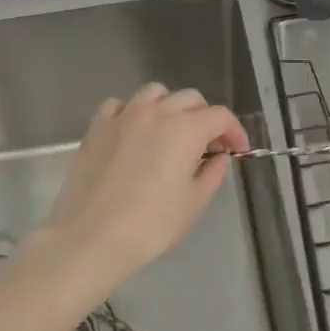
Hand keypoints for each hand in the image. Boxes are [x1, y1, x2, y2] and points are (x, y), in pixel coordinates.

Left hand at [38, 83, 249, 283]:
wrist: (91, 237)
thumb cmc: (151, 224)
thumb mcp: (193, 203)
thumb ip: (212, 173)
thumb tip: (218, 157)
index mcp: (186, 129)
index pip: (220, 116)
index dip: (234, 131)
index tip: (237, 151)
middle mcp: (156, 112)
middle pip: (190, 99)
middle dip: (205, 118)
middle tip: (207, 146)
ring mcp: (123, 116)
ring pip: (154, 93)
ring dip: (170, 107)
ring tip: (170, 133)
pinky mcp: (96, 127)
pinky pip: (119, 105)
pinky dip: (133, 112)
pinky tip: (134, 133)